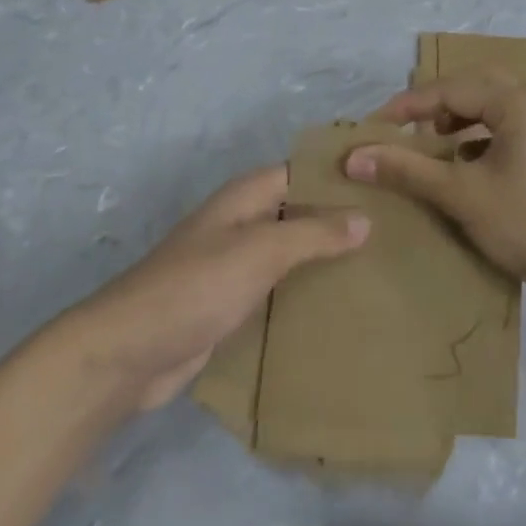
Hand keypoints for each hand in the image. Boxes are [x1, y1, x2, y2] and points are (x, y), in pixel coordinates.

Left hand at [77, 165, 367, 413]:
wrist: (129, 353)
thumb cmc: (197, 286)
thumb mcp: (261, 250)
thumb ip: (314, 233)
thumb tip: (365, 218)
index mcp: (248, 195)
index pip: (305, 171)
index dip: (342, 175)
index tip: (388, 184)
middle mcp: (245, 221)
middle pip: (301, 211)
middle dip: (341, 220)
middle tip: (397, 231)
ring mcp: (237, 263)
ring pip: (293, 251)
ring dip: (327, 258)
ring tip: (381, 267)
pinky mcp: (234, 302)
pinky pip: (280, 287)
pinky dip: (306, 291)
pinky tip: (342, 304)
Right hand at [344, 68, 525, 301]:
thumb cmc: (525, 222)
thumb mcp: (460, 194)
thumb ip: (407, 170)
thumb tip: (354, 157)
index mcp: (516, 102)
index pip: (451, 89)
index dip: (409, 106)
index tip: (375, 126)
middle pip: (474, 86)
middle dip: (437, 103)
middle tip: (407, 126)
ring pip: (492, 104)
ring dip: (460, 116)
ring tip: (433, 141)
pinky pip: (506, 124)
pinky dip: (479, 134)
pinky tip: (464, 162)